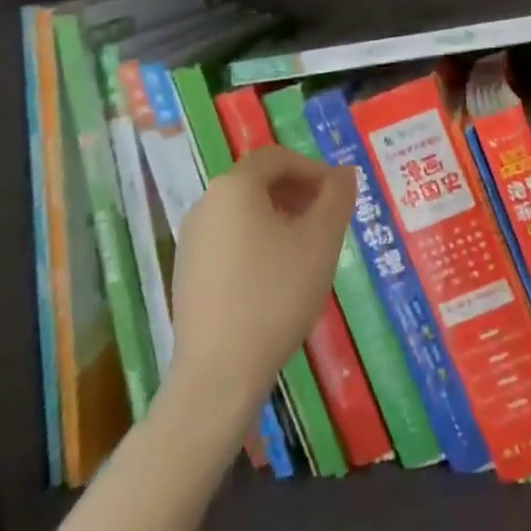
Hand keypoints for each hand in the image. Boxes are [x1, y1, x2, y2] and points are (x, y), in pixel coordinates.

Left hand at [168, 145, 355, 417]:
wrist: (218, 374)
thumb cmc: (276, 295)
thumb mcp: (322, 240)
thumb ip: (337, 196)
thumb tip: (343, 174)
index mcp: (234, 187)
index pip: (277, 157)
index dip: (313, 168)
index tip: (338, 195)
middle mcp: (206, 204)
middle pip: (258, 182)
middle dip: (298, 192)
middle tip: (328, 219)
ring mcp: (191, 240)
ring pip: (244, 212)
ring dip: (280, 217)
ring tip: (308, 249)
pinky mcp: (187, 273)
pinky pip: (229, 240)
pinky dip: (258, 242)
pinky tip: (278, 277)